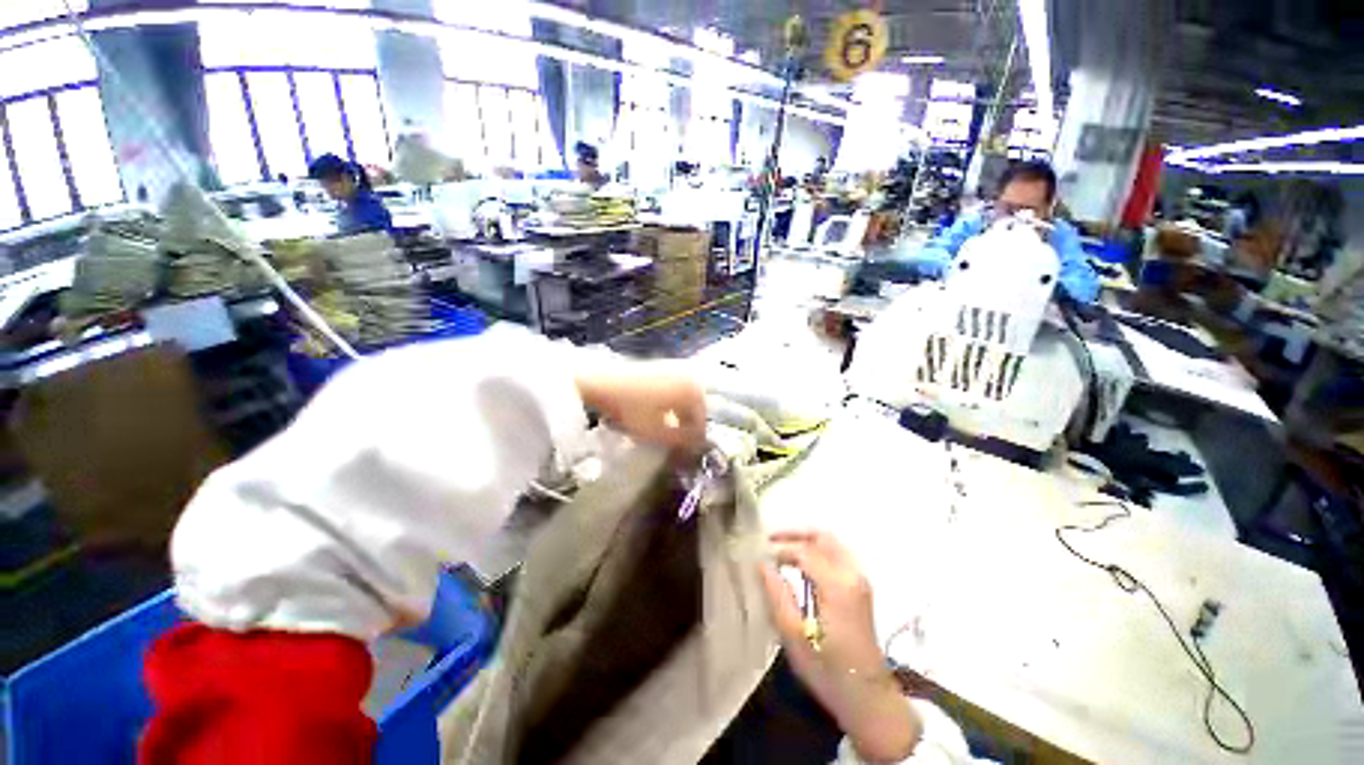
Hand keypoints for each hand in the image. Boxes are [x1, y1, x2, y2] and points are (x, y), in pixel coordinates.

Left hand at [575, 363, 706, 452]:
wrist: (601, 381)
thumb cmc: (630, 407)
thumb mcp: (656, 431)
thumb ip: (681, 441)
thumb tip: (697, 447)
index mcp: (693, 390)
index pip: (701, 421)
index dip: (694, 441)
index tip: (686, 455)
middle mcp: (691, 376)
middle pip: (696, 408)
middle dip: (688, 427)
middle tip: (678, 445)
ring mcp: (678, 368)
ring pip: (687, 399)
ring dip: (681, 416)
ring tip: (668, 432)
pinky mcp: (665, 366)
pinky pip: (678, 389)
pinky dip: (674, 404)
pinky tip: (661, 414)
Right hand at [760, 531, 920, 762]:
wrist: (870, 700)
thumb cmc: (829, 672)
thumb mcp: (794, 638)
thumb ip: (778, 595)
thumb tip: (763, 564)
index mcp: (837, 586)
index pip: (804, 551)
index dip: (779, 549)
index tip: (759, 556)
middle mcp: (852, 575)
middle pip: (822, 537)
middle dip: (794, 533)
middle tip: (769, 539)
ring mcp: (860, 580)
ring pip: (831, 543)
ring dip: (806, 540)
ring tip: (781, 549)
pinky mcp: (861, 588)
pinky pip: (837, 555)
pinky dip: (817, 550)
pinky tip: (800, 564)